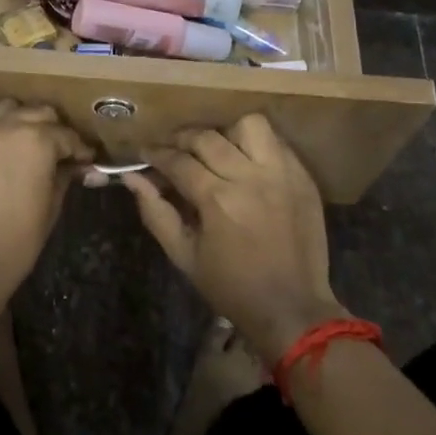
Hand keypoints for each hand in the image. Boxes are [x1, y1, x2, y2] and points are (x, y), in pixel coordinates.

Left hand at [0, 101, 92, 315]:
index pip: (66, 135)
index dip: (79, 149)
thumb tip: (76, 166)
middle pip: (37, 113)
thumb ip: (63, 176)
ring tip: (24, 145)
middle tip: (57, 152)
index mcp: (35, 140)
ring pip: (4, 110)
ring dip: (19, 122)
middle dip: (52, 130)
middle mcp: (2, 125)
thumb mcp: (51, 207)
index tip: (85, 160)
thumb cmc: (15, 242)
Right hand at [123, 115, 346, 365]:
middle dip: (182, 139)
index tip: (144, 154)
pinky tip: (245, 162)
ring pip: (249, 126)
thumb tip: (132, 179)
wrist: (291, 308)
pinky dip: (256, 145)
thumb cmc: (231, 287)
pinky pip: (277, 143)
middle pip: (208, 137)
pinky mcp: (303, 178)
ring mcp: (282, 174)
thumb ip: (156, 213)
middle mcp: (250, 177)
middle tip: (171, 149)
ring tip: (215, 150)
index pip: (178, 161)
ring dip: (226, 133)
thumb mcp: (184, 256)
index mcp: (218, 199)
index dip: (155, 155)